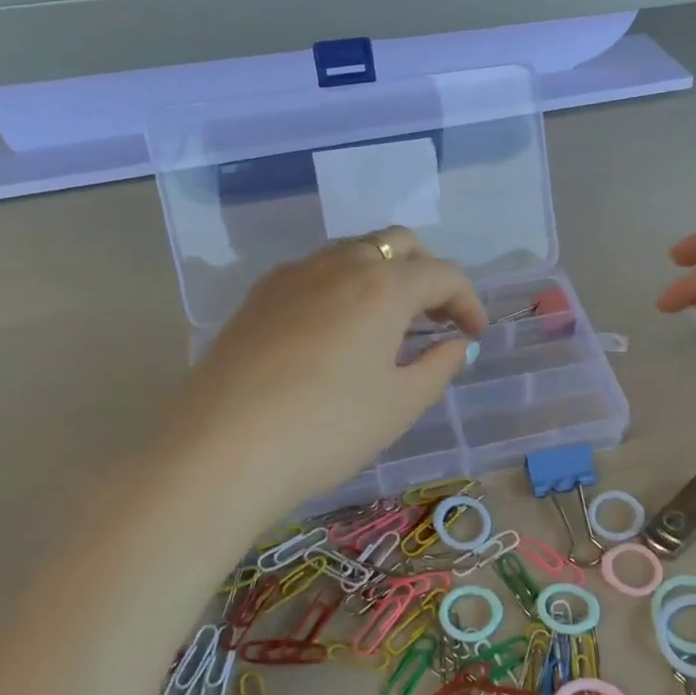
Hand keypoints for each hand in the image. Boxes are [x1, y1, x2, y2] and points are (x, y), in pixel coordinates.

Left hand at [165, 228, 484, 521]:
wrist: (220, 450)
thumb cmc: (328, 428)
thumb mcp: (400, 404)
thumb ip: (439, 366)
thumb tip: (457, 345)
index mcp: (384, 285)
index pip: (443, 274)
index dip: (468, 302)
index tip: (474, 336)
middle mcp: (340, 263)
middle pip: (399, 244)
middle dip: (427, 274)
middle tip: (436, 318)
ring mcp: (294, 274)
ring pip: (355, 252)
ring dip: (385, 275)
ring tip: (390, 324)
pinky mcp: (260, 294)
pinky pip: (317, 271)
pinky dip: (345, 285)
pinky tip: (338, 330)